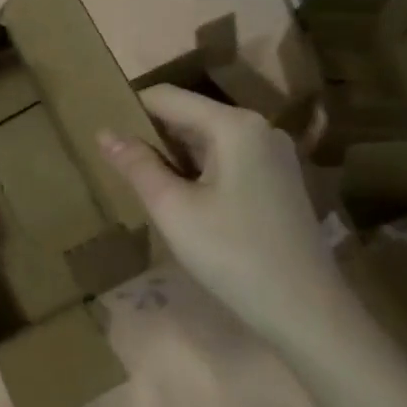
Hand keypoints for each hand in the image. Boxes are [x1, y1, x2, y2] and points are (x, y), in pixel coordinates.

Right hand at [98, 85, 353, 351]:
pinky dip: (198, 171)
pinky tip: (181, 199)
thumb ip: (137, 166)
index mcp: (234, 125)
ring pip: (209, 140)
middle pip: (190, 115)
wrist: (304, 309)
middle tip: (116, 164)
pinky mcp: (279, 180)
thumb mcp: (173, 209)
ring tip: (141, 182)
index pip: (168, 98)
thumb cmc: (232, 254)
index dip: (130, 111)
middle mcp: (259, 128)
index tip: (102, 135)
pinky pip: (228, 160)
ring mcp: (274, 155)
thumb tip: (104, 133)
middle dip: (152, 136)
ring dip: (173, 156)